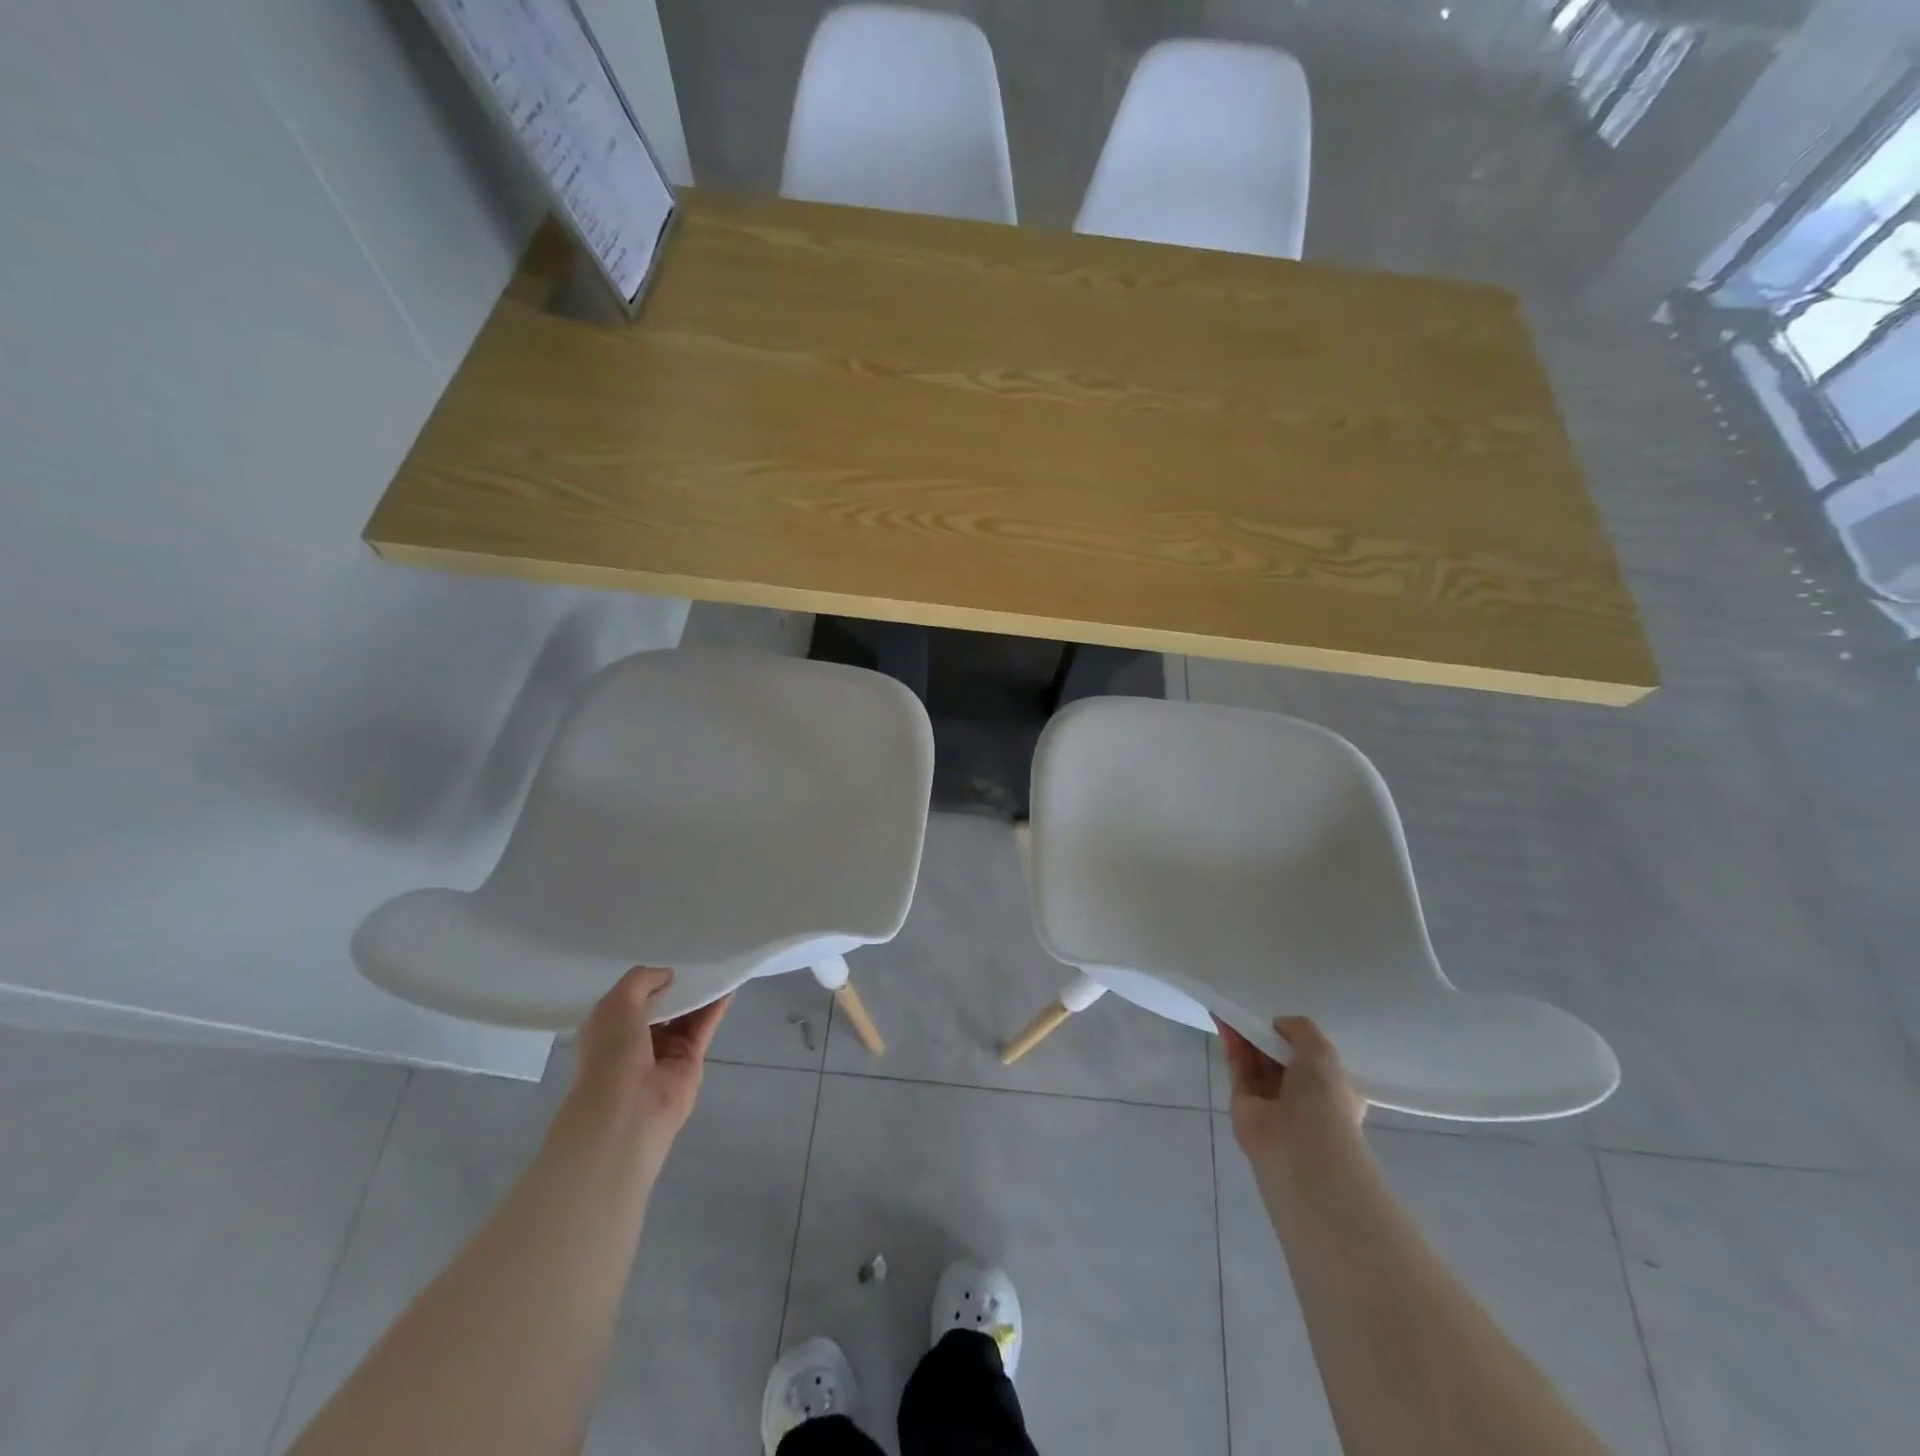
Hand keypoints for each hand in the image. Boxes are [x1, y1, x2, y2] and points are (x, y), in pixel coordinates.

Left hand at [570, 967, 730, 1152]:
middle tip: (696, 957)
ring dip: (699, 993)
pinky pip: (704, 1026)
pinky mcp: (690, 1059)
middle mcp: (636, 1039)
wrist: (628, 1109)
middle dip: (676, 985)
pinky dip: (716, 1007)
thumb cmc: (611, 1053)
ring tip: (717, 965)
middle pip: (662, 1005)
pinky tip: (728, 986)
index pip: (631, 998)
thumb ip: (641, 980)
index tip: (667, 957)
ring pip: (686, 1015)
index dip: (649, 979)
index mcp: (609, 1028)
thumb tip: (668, 975)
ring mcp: (664, 1051)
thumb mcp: (616, 1004)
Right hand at [1216, 1015, 1366, 1180]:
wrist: (1299, 1147)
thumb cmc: (1323, 1098)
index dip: (1297, 1040)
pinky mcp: (1243, 1102)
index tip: (1282, 1022)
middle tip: (1253, 1011)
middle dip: (1267, 1035)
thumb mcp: (1322, 1052)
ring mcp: (1271, 1101)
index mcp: (1331, 1090)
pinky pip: (1238, 1065)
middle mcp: (1302, 1097)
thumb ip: (1301, 1030)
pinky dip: (1231, 1043)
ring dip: (1245, 1035)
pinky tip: (1223, 1020)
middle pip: (1279, 1058)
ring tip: (1232, 1009)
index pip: (1313, 1061)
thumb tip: (1278, 1024)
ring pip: (1256, 1061)